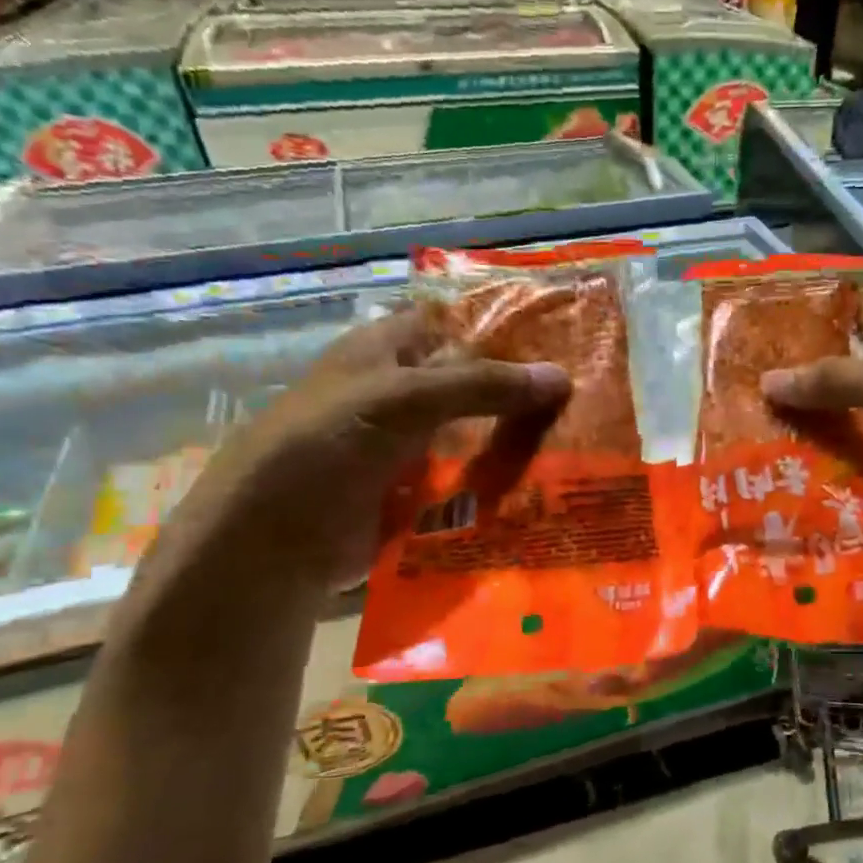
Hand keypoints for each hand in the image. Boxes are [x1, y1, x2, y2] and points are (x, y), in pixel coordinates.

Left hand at [147, 309, 567, 595]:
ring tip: (582, 440)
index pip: (457, 322)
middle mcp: (401, 390)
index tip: (566, 340)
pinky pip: (468, 474)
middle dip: (522, 387)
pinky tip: (546, 481)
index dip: (505, 326)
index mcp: (387, 348)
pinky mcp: (416, 488)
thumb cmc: (329, 444)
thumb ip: (482, 385)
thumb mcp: (404, 399)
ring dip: (517, 435)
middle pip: (474, 379)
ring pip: (476, 429)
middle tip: (586, 396)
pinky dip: (500, 477)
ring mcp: (409, 442)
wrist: (276, 540)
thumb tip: (562, 377)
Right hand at [761, 316, 862, 575]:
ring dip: (799, 440)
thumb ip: (841, 381)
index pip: (851, 329)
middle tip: (729, 400)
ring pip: (839, 433)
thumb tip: (767, 381)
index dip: (806, 330)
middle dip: (792, 393)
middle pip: (837, 386)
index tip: (751, 339)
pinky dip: (818, 479)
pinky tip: (773, 485)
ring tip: (738, 445)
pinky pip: (849, 475)